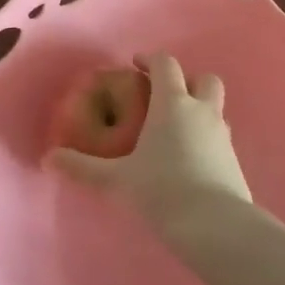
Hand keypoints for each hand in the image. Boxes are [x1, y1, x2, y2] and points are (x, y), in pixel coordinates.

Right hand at [47, 53, 252, 229]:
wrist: (215, 225)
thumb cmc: (162, 191)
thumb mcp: (117, 180)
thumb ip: (83, 167)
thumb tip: (49, 158)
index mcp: (173, 104)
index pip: (166, 65)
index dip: (151, 59)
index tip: (136, 65)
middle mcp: (202, 111)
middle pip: (204, 79)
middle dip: (186, 80)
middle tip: (165, 96)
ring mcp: (223, 134)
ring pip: (216, 107)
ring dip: (199, 109)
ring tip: (176, 130)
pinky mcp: (234, 159)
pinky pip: (220, 135)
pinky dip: (206, 136)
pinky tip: (190, 159)